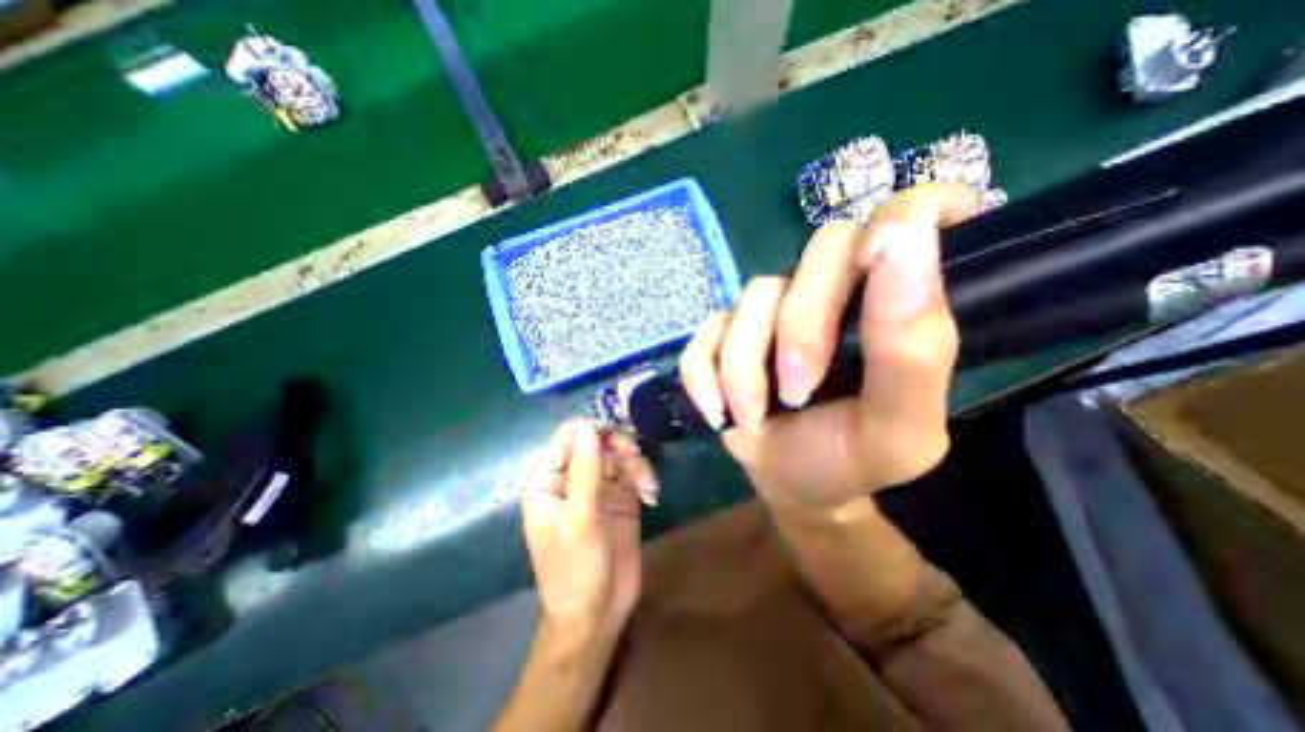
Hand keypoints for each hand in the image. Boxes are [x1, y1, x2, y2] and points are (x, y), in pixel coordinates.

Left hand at [522, 419, 657, 641]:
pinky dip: (645, 478)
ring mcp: (598, 486)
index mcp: (549, 480)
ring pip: (619, 453)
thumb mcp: (580, 521)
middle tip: (636, 462)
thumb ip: (585, 472)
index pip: (568, 436)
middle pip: (598, 440)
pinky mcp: (620, 497)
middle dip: (620, 446)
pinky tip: (651, 496)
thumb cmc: (575, 571)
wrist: (597, 615)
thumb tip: (589, 427)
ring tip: (648, 487)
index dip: (593, 429)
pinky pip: (634, 472)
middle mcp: (573, 477)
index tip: (618, 438)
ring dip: (637, 464)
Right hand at [679, 183, 971, 508]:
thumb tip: (907, 239)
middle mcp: (834, 288)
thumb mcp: (897, 427)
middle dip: (801, 328)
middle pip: (821, 249)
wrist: (788, 479)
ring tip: (753, 415)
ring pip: (753, 297)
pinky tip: (719, 410)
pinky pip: (706, 332)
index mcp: (893, 303)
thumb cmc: (849, 455)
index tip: (879, 260)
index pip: (921, 212)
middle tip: (796, 392)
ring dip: (746, 367)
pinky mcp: (723, 331)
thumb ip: (914, 348)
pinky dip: (706, 376)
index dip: (908, 214)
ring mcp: (772, 308)